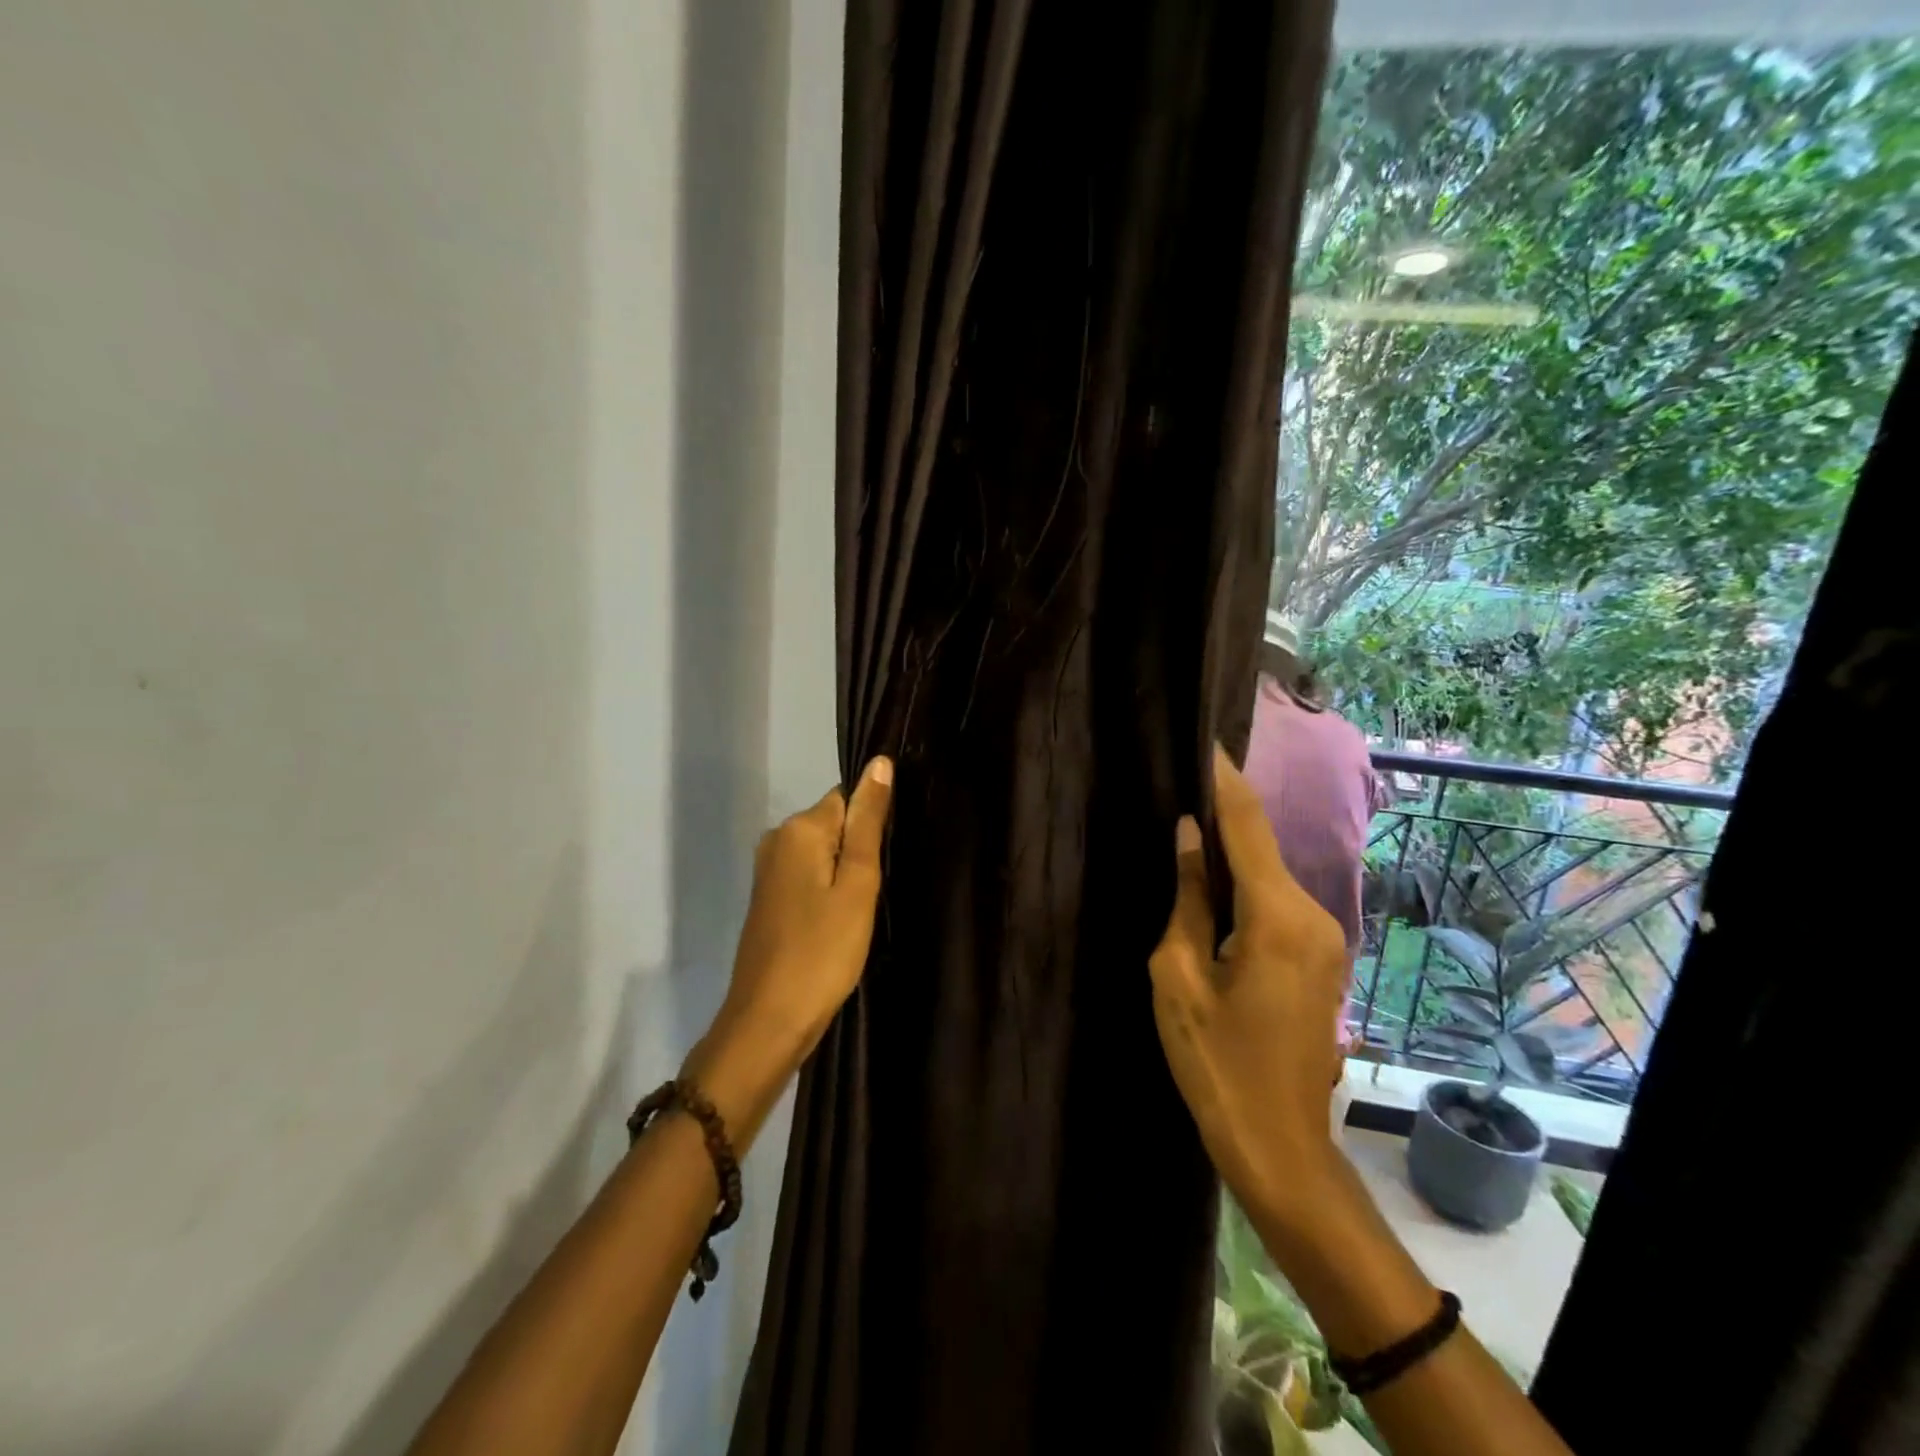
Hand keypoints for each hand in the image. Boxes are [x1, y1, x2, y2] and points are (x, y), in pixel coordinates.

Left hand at [684, 757, 893, 1143]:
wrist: (769, 1021)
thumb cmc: (823, 951)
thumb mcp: (857, 884)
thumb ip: (868, 822)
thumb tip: (879, 763)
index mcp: (798, 829)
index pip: (848, 799)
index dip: (872, 827)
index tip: (885, 862)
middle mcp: (776, 840)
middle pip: (835, 825)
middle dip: (860, 852)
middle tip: (876, 894)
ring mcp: (769, 871)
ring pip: (824, 854)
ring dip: (847, 876)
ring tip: (861, 911)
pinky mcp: (770, 899)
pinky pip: (810, 876)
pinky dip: (829, 892)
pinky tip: (840, 922)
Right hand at [1149, 744, 1350, 1221]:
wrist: (1279, 1146)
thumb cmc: (1215, 1062)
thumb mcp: (1179, 975)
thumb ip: (1187, 896)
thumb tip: (1189, 835)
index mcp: (1277, 917)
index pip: (1247, 825)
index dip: (1223, 780)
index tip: (1204, 740)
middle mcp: (1314, 915)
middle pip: (1261, 847)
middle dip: (1223, 815)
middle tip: (1178, 786)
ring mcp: (1327, 938)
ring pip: (1270, 876)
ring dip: (1233, 853)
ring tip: (1186, 829)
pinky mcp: (1323, 958)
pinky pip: (1279, 904)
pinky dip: (1247, 886)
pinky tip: (1213, 884)